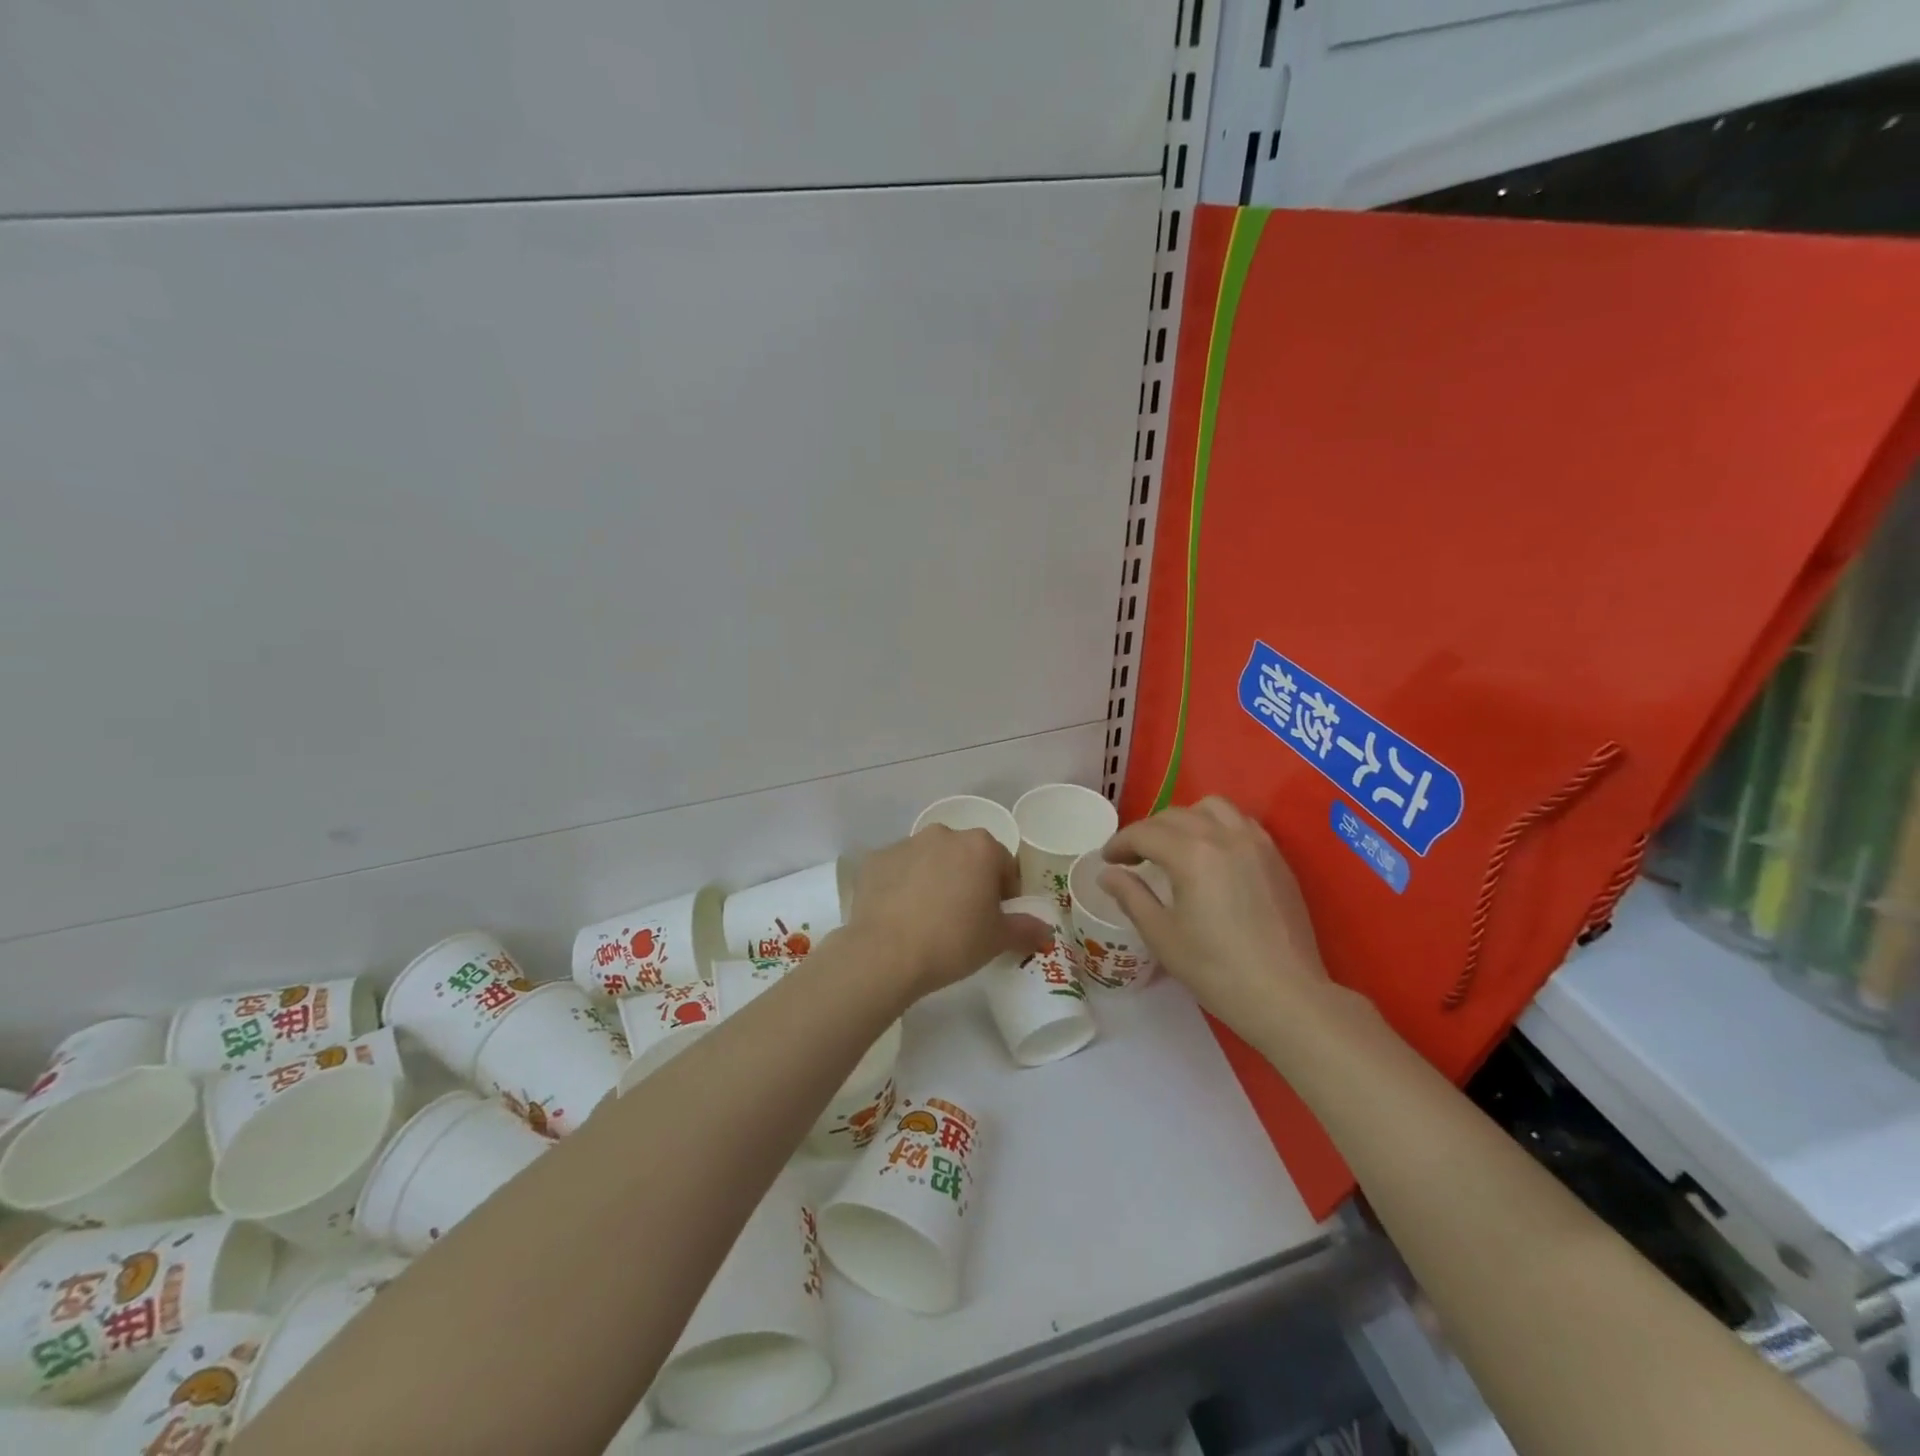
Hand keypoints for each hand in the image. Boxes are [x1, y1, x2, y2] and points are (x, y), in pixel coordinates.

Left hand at [847, 827, 1050, 1001]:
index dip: (1004, 892)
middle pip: (966, 856)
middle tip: (964, 918)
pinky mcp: (875, 859)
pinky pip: (899, 870)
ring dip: (935, 879)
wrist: (885, 953)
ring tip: (928, 918)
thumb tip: (1045, 931)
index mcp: (980, 846)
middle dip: (969, 880)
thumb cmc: (952, 941)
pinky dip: (903, 885)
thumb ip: (1026, 929)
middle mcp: (943, 834)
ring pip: (931, 860)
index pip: (1004, 864)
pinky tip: (900, 916)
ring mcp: (905, 843)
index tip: (996, 918)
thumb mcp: (997, 939)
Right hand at [1100, 797, 1328, 1043]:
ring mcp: (1255, 843)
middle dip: (1147, 831)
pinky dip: (1217, 826)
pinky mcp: (1276, 857)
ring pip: (1212, 808)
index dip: (1120, 843)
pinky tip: (1212, 854)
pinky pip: (1240, 822)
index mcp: (1191, 854)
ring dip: (1185, 819)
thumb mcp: (1162, 935)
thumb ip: (1131, 896)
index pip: (1144, 833)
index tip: (1107, 860)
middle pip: (1175, 815)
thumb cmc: (1216, 969)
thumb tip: (1107, 874)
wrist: (1285, 996)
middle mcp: (1223, 836)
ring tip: (1175, 847)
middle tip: (1134, 858)